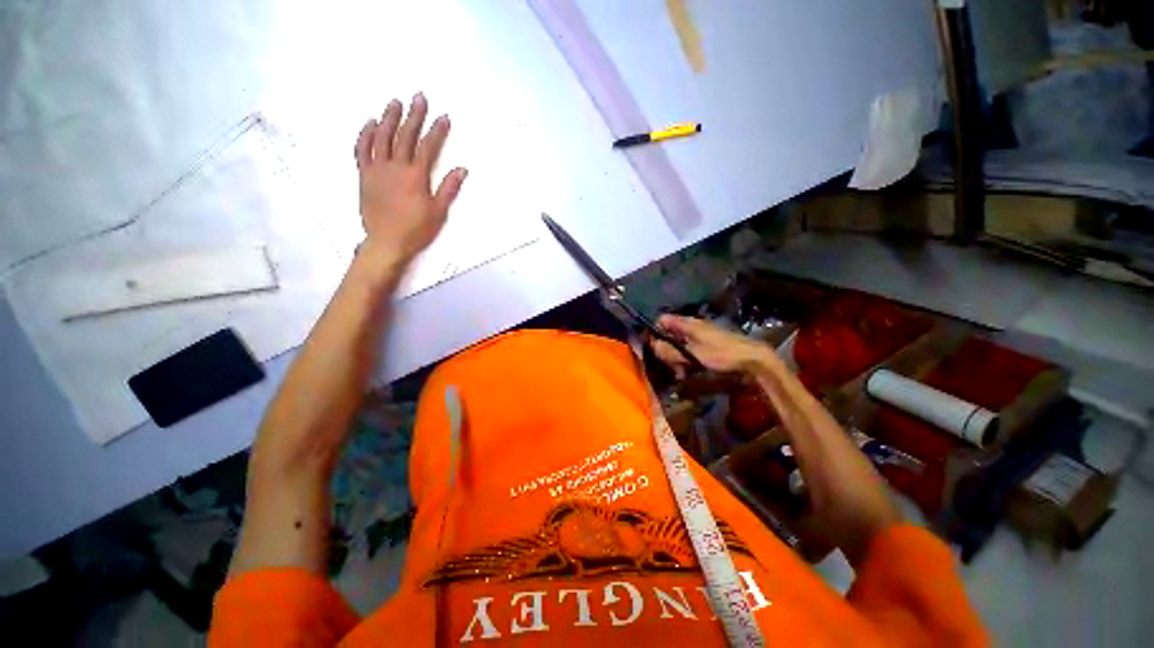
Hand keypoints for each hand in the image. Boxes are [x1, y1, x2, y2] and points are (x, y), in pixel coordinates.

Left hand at [354, 93, 467, 265]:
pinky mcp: (364, 175)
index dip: (437, 131)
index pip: (427, 147)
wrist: (386, 242)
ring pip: (381, 137)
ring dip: (389, 118)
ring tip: (395, 102)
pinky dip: (365, 134)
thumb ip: (449, 189)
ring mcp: (376, 169)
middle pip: (405, 136)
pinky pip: (362, 149)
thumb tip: (462, 169)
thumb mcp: (438, 212)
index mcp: (416, 176)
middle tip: (419, 97)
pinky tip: (370, 123)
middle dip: (413, 115)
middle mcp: (395, 167)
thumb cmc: (416, 229)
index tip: (443, 116)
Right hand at [650, 315, 774, 376]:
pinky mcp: (706, 344)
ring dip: (675, 358)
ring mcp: (699, 334)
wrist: (752, 358)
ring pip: (677, 343)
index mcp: (686, 323)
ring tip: (681, 373)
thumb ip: (670, 350)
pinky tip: (689, 372)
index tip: (652, 348)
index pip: (661, 320)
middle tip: (670, 366)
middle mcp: (691, 325)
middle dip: (665, 350)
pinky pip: (688, 349)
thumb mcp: (693, 354)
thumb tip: (652, 345)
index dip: (654, 332)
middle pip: (668, 333)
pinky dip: (685, 359)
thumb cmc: (721, 354)